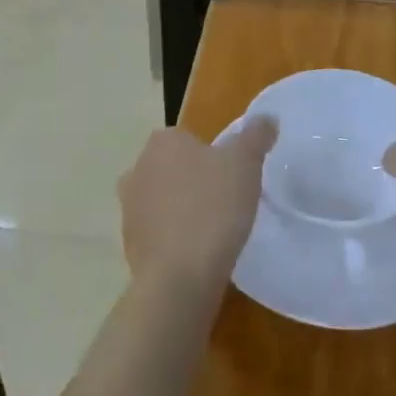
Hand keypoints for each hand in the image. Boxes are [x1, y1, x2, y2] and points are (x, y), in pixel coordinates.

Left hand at [118, 119, 277, 297]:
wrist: (179, 277)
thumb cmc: (213, 208)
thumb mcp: (246, 165)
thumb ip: (256, 137)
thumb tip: (267, 117)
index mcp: (162, 142)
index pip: (189, 138)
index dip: (212, 156)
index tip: (231, 177)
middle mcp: (137, 168)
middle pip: (173, 168)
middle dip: (194, 181)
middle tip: (225, 202)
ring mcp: (129, 208)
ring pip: (162, 200)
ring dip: (181, 210)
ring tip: (213, 231)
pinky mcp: (129, 244)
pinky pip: (157, 233)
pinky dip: (173, 239)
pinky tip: (196, 254)